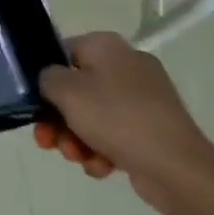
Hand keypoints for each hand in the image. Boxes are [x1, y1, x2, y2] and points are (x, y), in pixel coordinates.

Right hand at [35, 32, 213, 204]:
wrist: (177, 168)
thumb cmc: (116, 118)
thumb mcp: (67, 91)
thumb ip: (47, 78)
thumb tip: (53, 81)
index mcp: (107, 46)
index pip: (63, 52)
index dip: (46, 78)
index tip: (36, 105)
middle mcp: (127, 65)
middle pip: (78, 88)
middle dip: (59, 118)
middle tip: (47, 141)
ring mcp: (145, 98)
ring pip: (95, 115)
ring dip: (77, 137)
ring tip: (77, 159)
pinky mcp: (155, 129)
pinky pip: (117, 134)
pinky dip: (103, 149)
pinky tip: (101, 168)